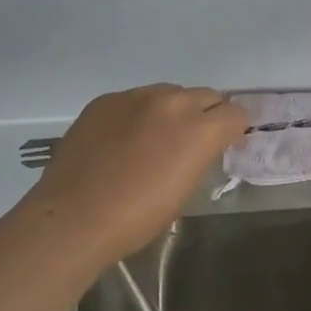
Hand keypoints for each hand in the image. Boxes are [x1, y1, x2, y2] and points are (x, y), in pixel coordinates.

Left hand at [17, 84, 248, 268]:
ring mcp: (136, 97)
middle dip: (208, 115)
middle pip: (207, 96)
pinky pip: (135, 99)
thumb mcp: (186, 188)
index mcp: (200, 129)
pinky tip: (124, 141)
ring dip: (174, 110)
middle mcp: (173, 102)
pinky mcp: (105, 100)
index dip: (234, 130)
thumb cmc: (138, 216)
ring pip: (171, 93)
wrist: (74, 217)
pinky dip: (139, 114)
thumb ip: (201, 155)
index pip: (236, 114)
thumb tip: (202, 145)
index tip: (225, 145)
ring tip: (156, 138)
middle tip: (194, 141)